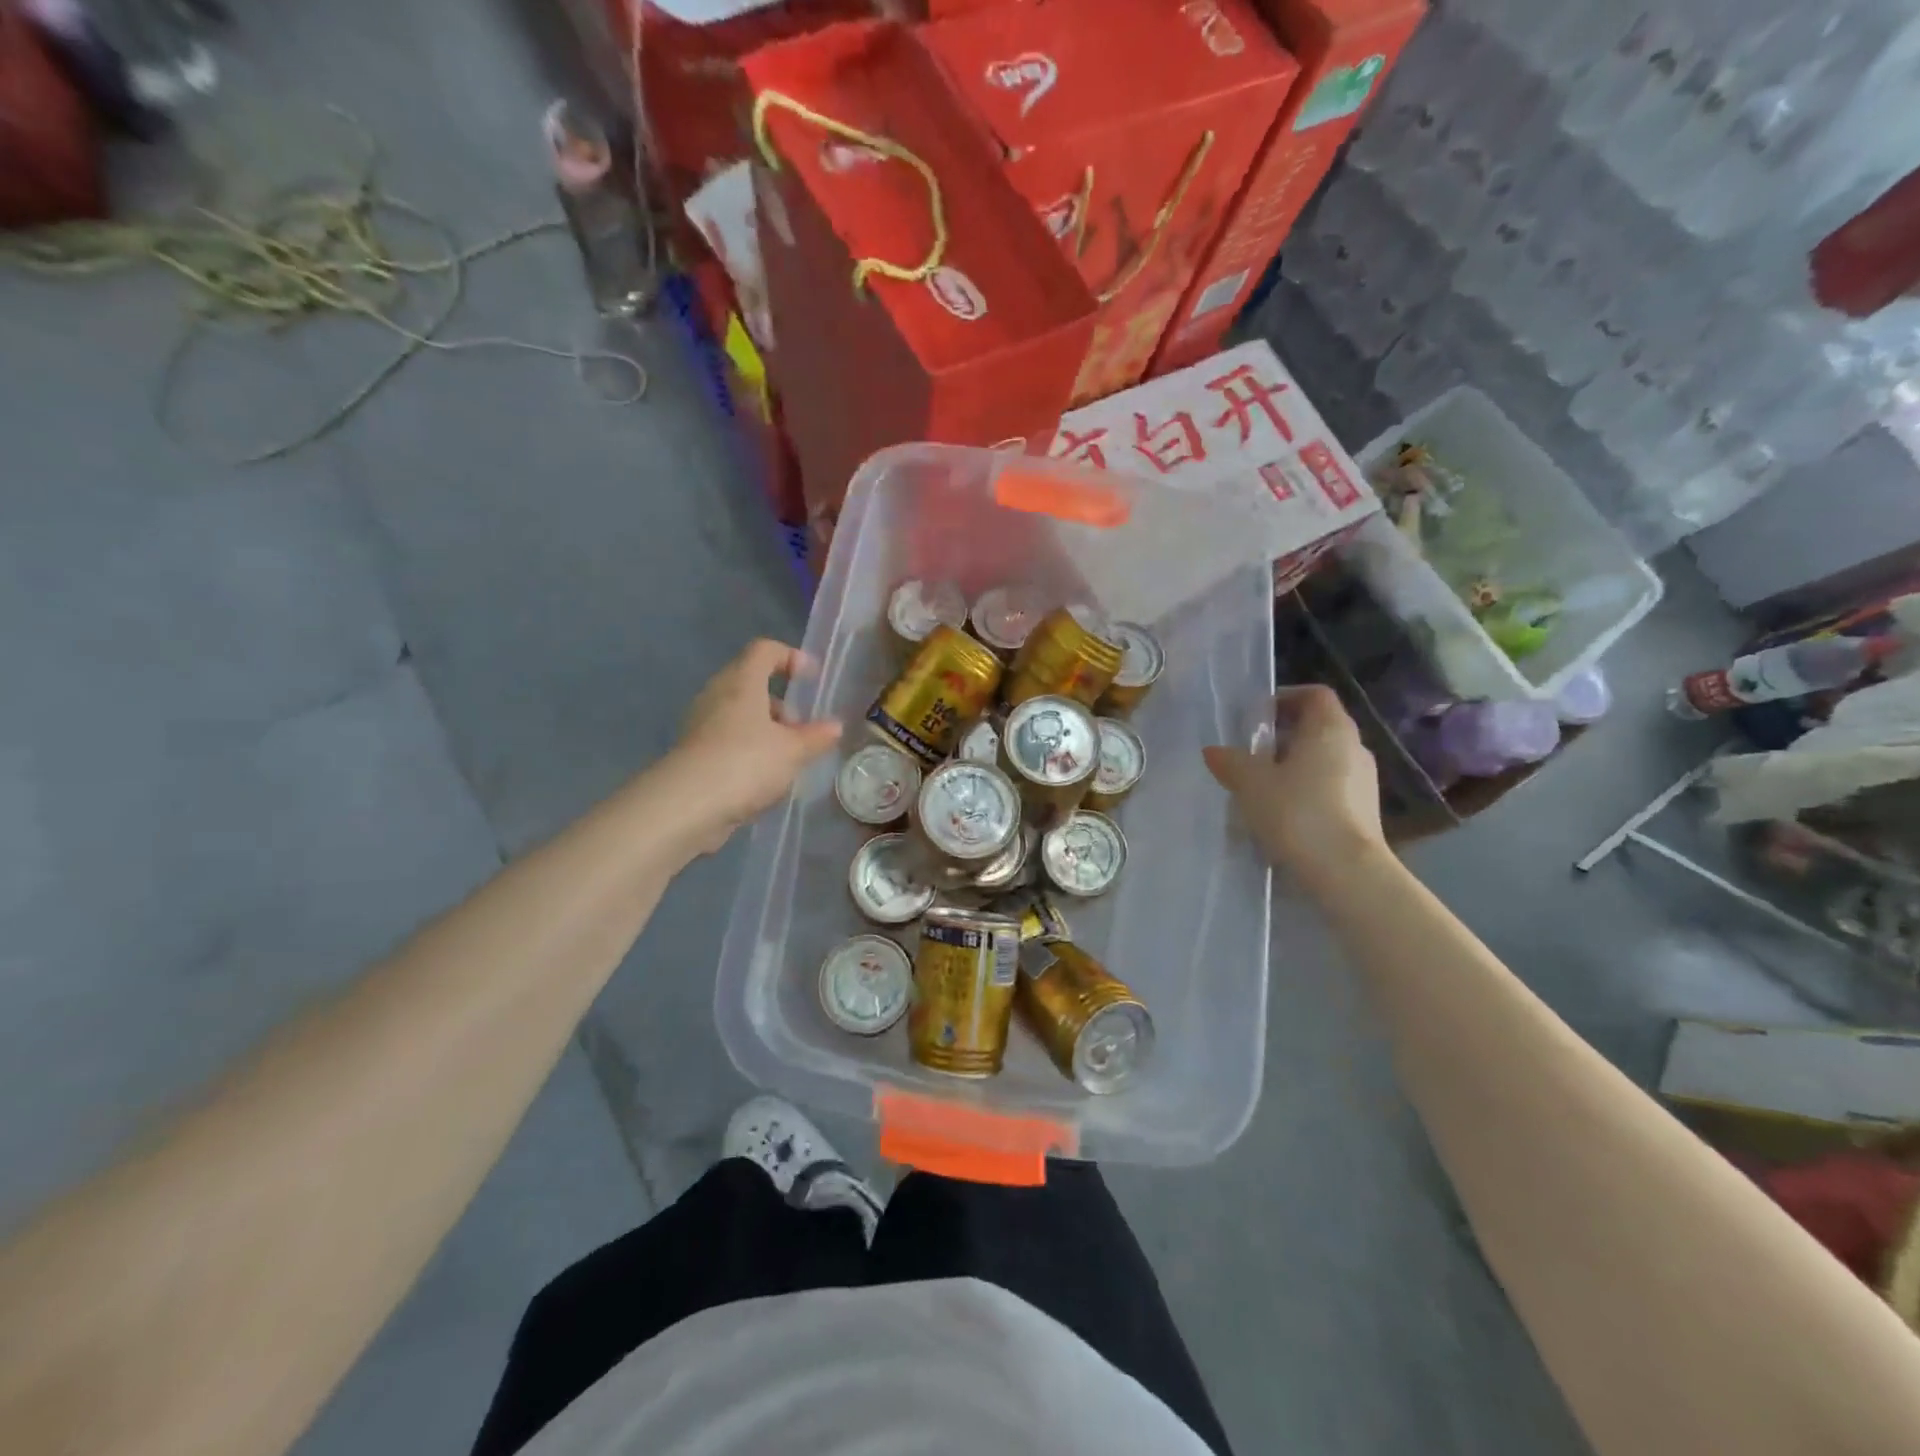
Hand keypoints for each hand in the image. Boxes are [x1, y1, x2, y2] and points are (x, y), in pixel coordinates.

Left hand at [668, 640, 842, 851]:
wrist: (687, 805)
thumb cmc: (746, 763)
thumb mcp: (793, 751)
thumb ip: (816, 737)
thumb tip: (835, 726)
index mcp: (742, 682)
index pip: (764, 650)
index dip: (790, 657)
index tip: (811, 678)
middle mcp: (718, 695)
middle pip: (751, 684)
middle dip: (780, 703)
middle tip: (802, 728)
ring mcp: (702, 724)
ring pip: (740, 715)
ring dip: (766, 730)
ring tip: (788, 758)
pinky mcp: (694, 753)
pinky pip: (728, 741)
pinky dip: (750, 751)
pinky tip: (765, 779)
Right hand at [1203, 685, 1385, 888]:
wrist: (1345, 871)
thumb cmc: (1297, 812)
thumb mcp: (1250, 783)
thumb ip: (1230, 761)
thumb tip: (1214, 751)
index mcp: (1330, 728)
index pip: (1314, 694)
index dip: (1284, 697)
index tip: (1256, 716)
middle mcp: (1354, 747)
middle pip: (1318, 726)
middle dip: (1283, 735)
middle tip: (1250, 752)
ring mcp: (1364, 780)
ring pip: (1323, 759)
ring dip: (1293, 765)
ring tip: (1261, 786)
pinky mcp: (1365, 811)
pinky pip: (1331, 787)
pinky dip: (1307, 790)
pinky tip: (1282, 813)